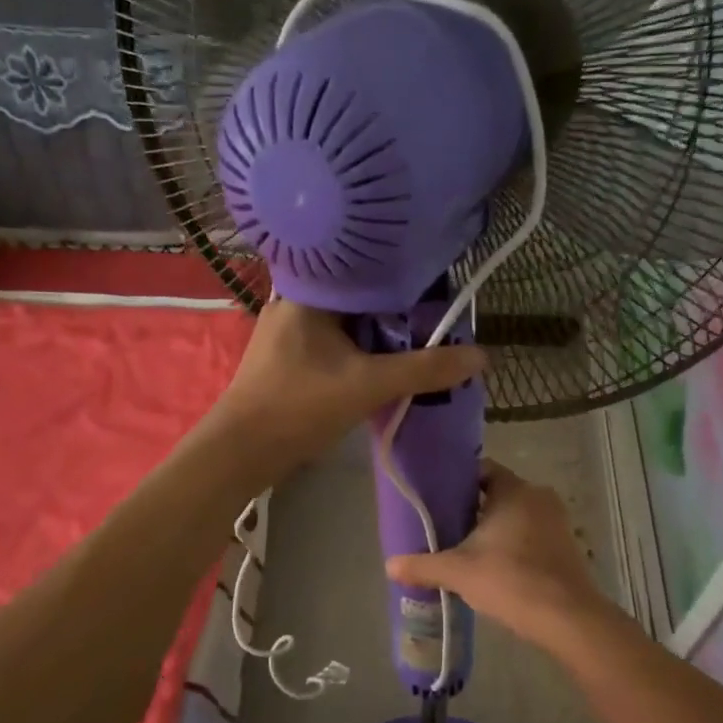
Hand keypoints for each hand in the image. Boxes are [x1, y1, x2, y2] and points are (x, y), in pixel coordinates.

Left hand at [209, 299, 484, 484]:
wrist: (241, 453)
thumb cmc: (299, 407)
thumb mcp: (369, 386)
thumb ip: (424, 369)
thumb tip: (481, 357)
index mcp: (308, 293)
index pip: (365, 269)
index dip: (404, 278)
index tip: (438, 290)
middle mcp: (295, 302)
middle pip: (358, 298)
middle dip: (395, 312)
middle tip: (435, 320)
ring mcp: (288, 332)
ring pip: (347, 323)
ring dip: (378, 335)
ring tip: (419, 340)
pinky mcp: (288, 358)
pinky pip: (334, 343)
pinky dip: (359, 351)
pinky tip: (383, 363)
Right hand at [385, 461, 606, 647]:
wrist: (567, 617)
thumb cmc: (510, 580)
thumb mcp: (458, 572)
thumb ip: (423, 565)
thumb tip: (390, 565)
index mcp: (514, 490)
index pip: (482, 471)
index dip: (458, 482)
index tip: (437, 498)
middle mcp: (538, 497)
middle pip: (497, 494)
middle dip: (473, 509)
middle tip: (445, 526)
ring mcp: (557, 521)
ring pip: (516, 515)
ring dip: (494, 529)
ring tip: (466, 549)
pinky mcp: (566, 545)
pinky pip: (532, 534)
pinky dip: (514, 544)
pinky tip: (495, 566)